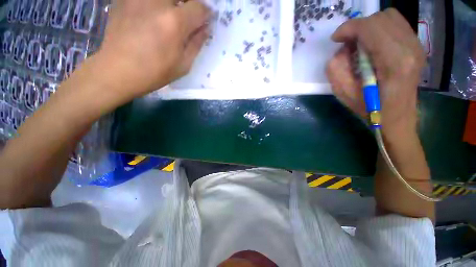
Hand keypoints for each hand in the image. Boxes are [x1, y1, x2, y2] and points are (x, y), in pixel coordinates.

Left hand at [97, 0, 210, 98]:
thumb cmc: (155, 72)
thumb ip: (196, 43)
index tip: (205, 20)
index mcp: (175, 23)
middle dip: (190, 3)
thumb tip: (205, 28)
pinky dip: (154, 6)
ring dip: (172, 4)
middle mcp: (157, 3)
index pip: (199, 7)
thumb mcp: (183, 65)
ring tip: (170, 16)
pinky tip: (152, 15)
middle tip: (189, 16)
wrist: (118, 70)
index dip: (206, 13)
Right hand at [326, 8, 424, 138]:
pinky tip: (373, 45)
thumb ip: (336, 67)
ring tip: (360, 44)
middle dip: (358, 27)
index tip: (335, 39)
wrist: (396, 117)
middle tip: (347, 44)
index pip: (370, 27)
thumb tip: (343, 49)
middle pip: (380, 18)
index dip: (348, 28)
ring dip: (369, 27)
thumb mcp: (343, 91)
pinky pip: (396, 24)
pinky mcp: (417, 46)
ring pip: (389, 17)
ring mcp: (417, 45)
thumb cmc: (369, 108)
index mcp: (393, 61)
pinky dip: (380, 29)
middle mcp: (410, 47)